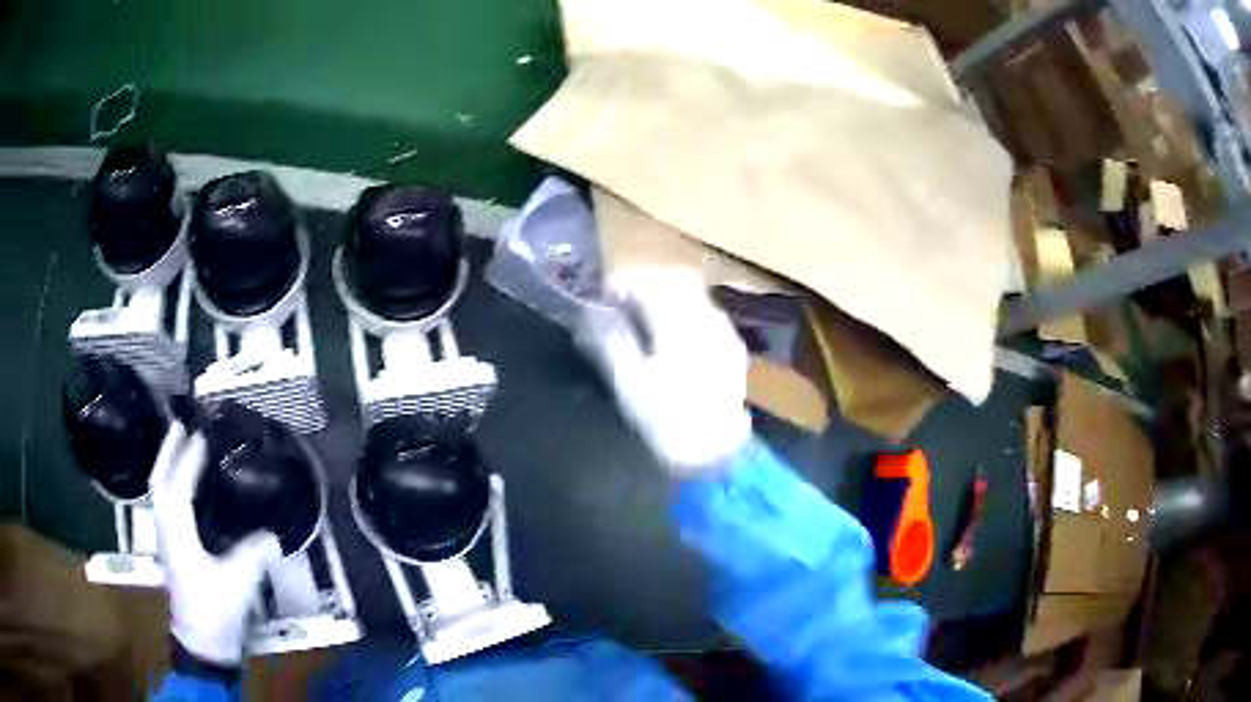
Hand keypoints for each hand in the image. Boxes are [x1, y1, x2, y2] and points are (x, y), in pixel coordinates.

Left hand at [150, 422, 281, 665]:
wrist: (202, 644)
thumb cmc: (215, 612)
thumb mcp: (238, 584)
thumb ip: (253, 555)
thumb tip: (272, 533)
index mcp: (177, 533)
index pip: (177, 486)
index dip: (188, 459)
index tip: (203, 435)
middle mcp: (166, 529)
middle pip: (159, 481)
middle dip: (168, 451)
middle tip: (181, 425)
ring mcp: (167, 539)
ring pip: (160, 492)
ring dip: (168, 464)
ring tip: (182, 446)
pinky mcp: (174, 549)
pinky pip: (168, 505)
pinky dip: (173, 485)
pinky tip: (187, 486)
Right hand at [577, 268, 750, 473]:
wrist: (715, 454)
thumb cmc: (667, 422)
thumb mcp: (629, 384)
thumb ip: (611, 340)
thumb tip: (592, 310)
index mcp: (679, 325)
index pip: (651, 281)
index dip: (623, 281)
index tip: (604, 296)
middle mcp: (707, 318)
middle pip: (677, 278)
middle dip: (646, 282)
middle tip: (621, 303)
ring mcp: (725, 331)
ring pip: (694, 294)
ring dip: (666, 295)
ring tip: (644, 320)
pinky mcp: (733, 346)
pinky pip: (706, 312)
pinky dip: (684, 312)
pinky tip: (673, 338)